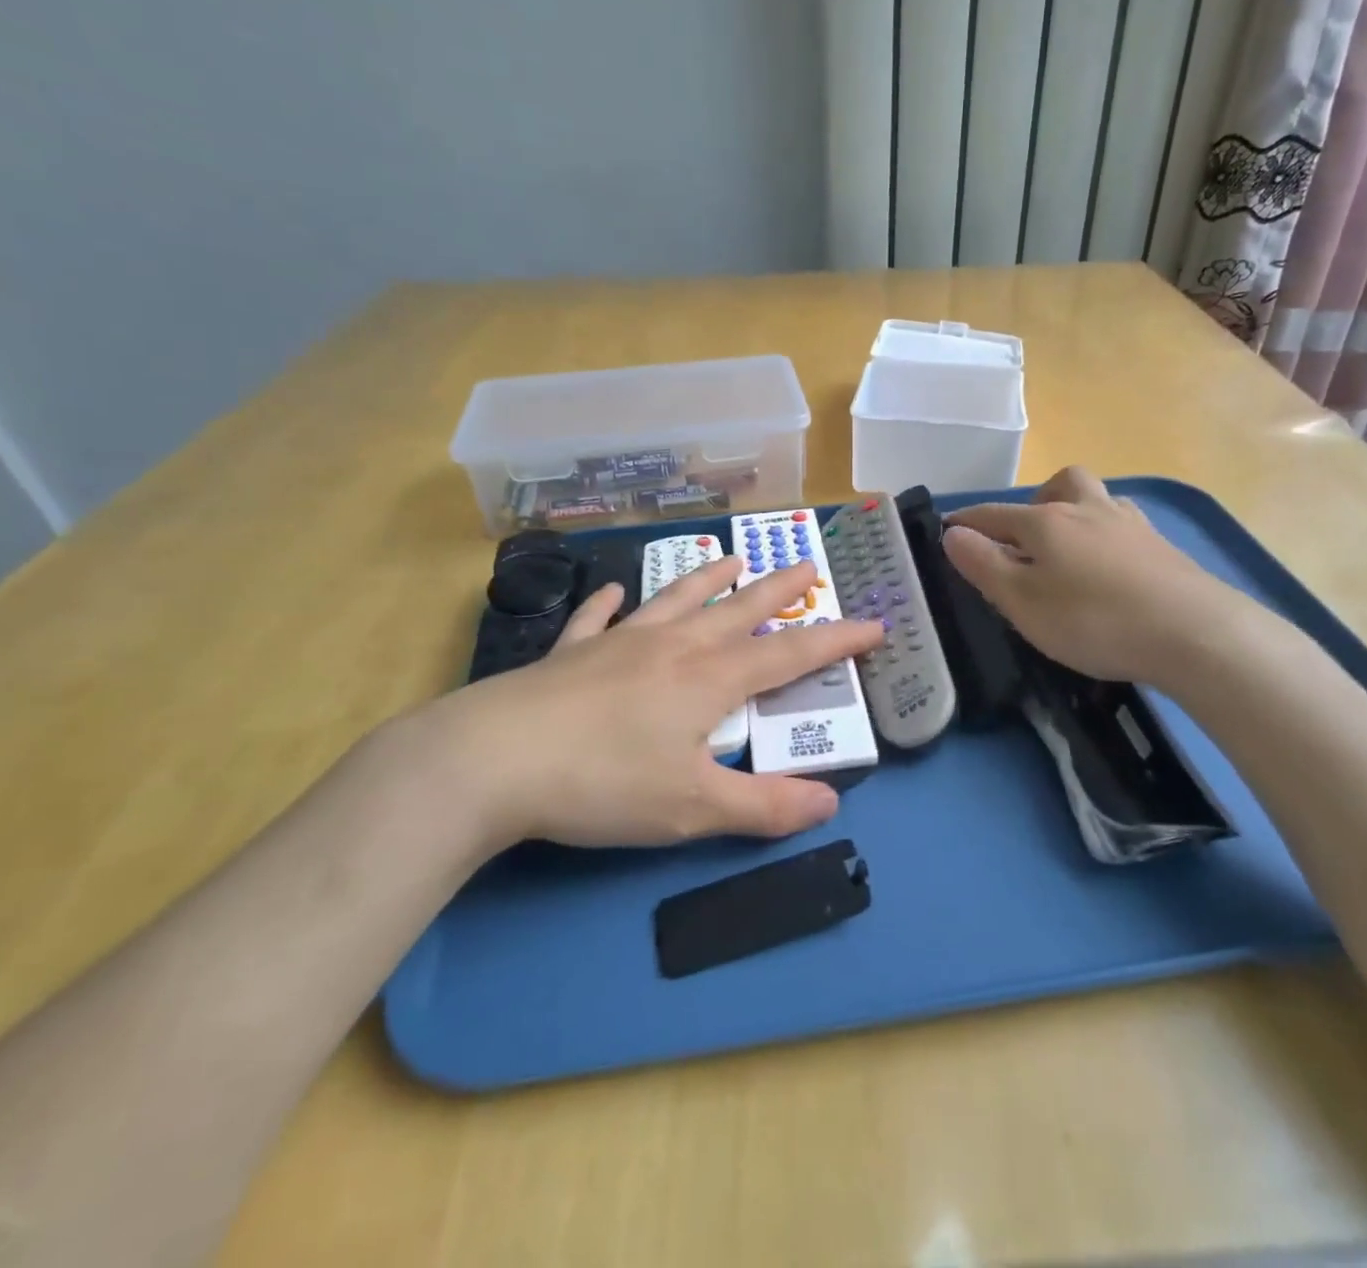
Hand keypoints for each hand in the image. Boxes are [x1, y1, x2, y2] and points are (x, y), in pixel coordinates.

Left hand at [386, 556, 884, 853]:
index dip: (835, 641)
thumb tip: (830, 803)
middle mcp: (672, 648)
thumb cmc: (602, 784)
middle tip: (807, 563)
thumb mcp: (692, 808)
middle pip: (738, 612)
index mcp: (709, 680)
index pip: (789, 656)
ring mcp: (618, 645)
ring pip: (675, 602)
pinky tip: (615, 591)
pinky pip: (597, 620)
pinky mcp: (570, 654)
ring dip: (707, 580)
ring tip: (731, 558)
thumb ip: (763, 807)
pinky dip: (610, 604)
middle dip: (779, 590)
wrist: (492, 761)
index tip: (874, 623)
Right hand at [942, 466, 1254, 689]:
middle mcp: (1087, 509)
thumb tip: (952, 533)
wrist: (1194, 633)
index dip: (966, 522)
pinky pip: (1122, 524)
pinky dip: (1104, 535)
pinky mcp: (1161, 546)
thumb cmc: (1093, 620)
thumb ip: (983, 565)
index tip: (947, 531)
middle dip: (1032, 504)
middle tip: (1024, 539)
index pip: (993, 514)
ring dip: (1073, 512)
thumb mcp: (1022, 601)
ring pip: (1095, 498)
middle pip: (1056, 485)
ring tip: (1067, 550)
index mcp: (1046, 522)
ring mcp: (1129, 524)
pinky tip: (1109, 565)